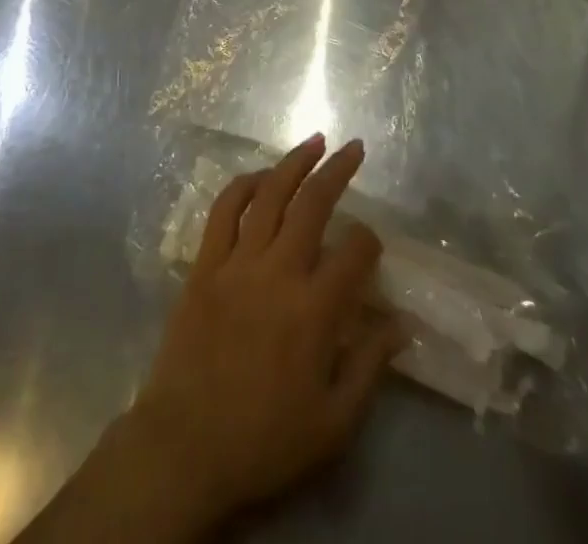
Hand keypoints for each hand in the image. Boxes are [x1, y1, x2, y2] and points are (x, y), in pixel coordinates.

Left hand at [129, 135, 402, 527]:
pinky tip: (261, 176)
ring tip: (314, 141)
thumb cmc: (265, 440)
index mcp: (314, 311)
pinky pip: (225, 210)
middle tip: (355, 147)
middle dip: (338, 170)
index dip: (370, 241)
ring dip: (294, 162)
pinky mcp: (205, 263)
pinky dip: (244, 184)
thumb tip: (401, 324)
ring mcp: (237, 262)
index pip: (354, 253)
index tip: (372, 245)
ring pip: (269, 194)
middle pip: (313, 204)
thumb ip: (369, 366)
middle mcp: (278, 272)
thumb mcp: (334, 423)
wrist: (186, 446)